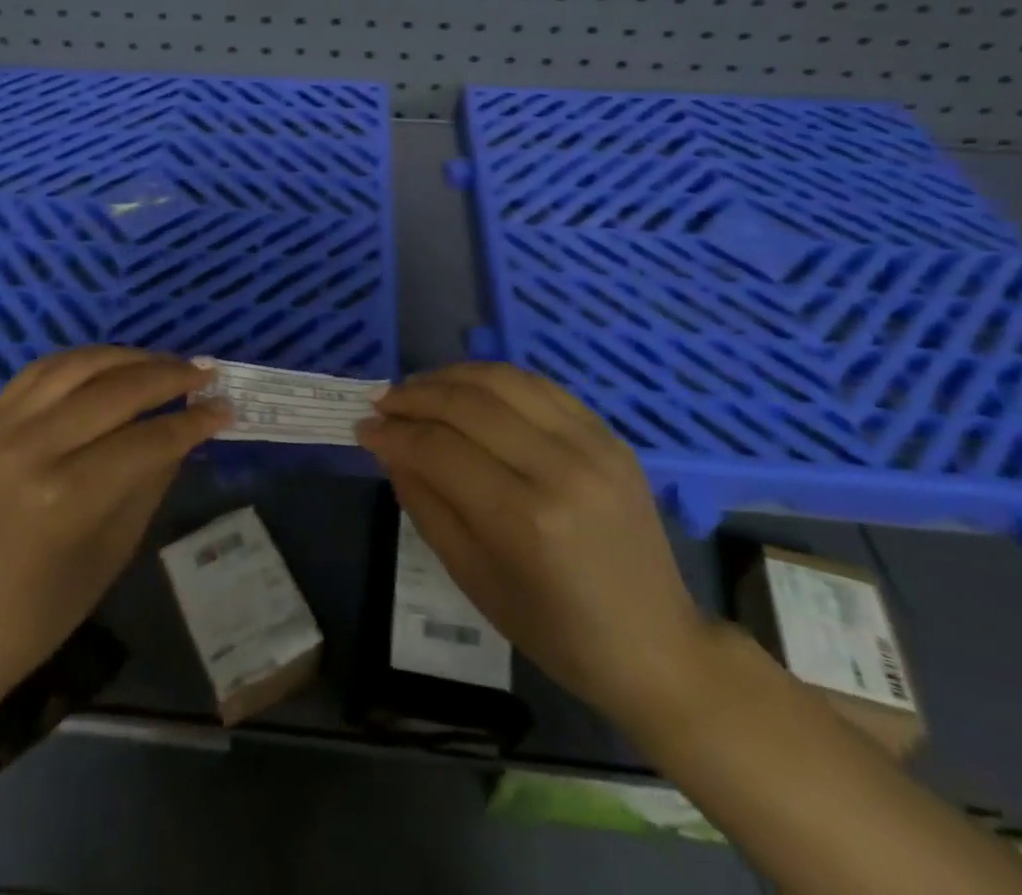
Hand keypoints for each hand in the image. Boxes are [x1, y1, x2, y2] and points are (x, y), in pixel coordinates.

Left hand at [0, 347, 229, 711]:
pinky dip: (80, 360)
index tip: (225, 407)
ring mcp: (0, 428)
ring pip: (77, 365)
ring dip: (128, 357)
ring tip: (163, 361)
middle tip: (205, 372)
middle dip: (169, 376)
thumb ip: (150, 481)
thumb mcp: (112, 553)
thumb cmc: (38, 613)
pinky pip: (39, 371)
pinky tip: (108, 364)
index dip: (193, 422)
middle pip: (116, 391)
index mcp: (67, 496)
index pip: (147, 439)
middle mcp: (33, 448)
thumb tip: (184, 433)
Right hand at [356, 362, 718, 727]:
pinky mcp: (609, 434)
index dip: (393, 433)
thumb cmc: (557, 631)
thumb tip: (388, 447)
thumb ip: (426, 504)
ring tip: (417, 389)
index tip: (363, 428)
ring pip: (502, 379)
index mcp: (526, 520)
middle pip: (467, 403)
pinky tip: (467, 389)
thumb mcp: (474, 580)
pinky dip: (494, 379)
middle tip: (382, 403)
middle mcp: (560, 468)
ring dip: (449, 376)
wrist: (657, 645)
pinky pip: (539, 385)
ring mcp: (592, 444)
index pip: (439, 449)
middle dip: (413, 396)